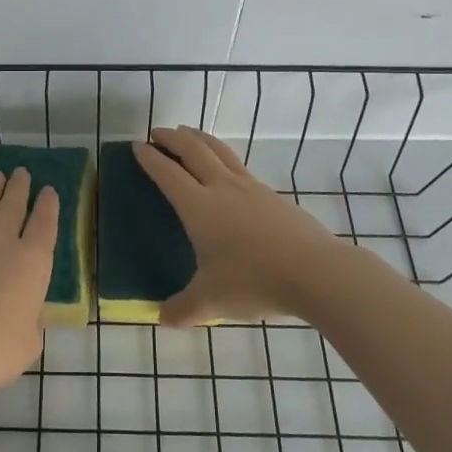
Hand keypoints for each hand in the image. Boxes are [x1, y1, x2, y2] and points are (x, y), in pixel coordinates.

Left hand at [0, 168, 57, 402]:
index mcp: (31, 261)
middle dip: (20, 186)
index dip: (48, 205)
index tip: (49, 190)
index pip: (44, 223)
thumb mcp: (27, 342)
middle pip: (13, 204)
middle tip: (22, 172)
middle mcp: (1, 242)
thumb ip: (30, 321)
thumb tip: (25, 313)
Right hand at [134, 126, 350, 326]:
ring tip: (188, 134)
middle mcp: (221, 188)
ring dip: (199, 138)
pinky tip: (226, 169)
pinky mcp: (272, 195)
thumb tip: (162, 318)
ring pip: (219, 151)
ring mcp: (250, 187)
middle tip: (157, 132)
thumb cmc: (254, 281)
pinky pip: (239, 166)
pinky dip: (223, 157)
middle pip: (193, 150)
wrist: (315, 272)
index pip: (167, 173)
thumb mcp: (211, 302)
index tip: (137, 145)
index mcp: (199, 207)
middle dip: (172, 138)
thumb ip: (183, 309)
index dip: (150, 158)